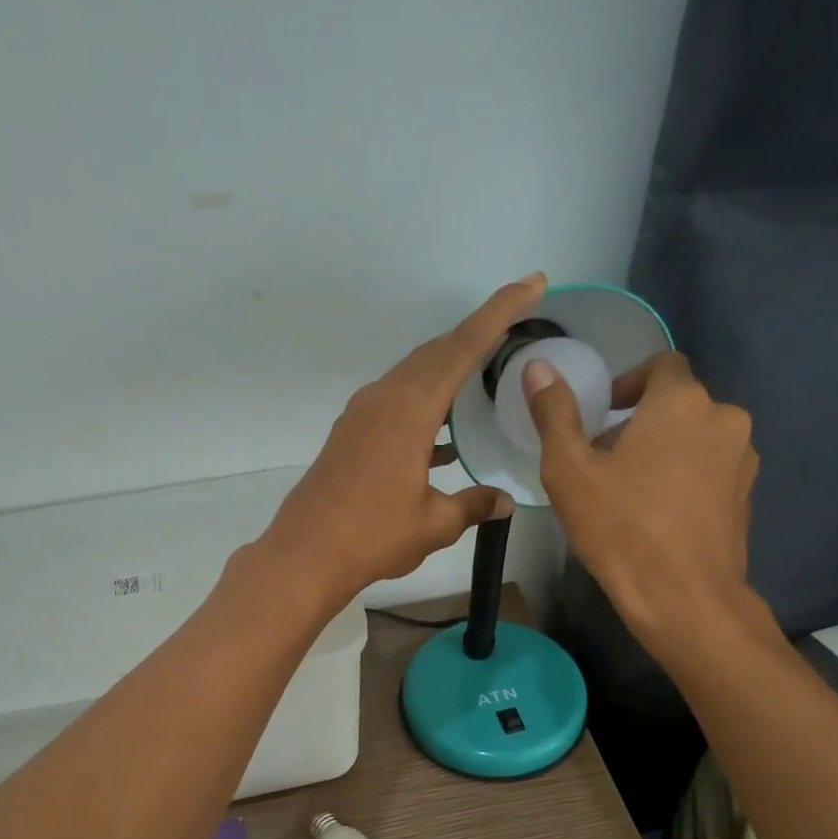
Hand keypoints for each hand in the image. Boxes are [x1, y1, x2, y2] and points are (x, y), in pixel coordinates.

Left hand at [259, 274, 545, 604]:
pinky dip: (424, 409)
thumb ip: (473, 505)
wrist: (305, 555)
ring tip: (481, 379)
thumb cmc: (372, 536)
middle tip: (513, 327)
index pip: (463, 346)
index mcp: (409, 409)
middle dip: (476, 335)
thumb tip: (504, 500)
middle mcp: (383, 400)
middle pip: (436, 353)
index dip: (500, 312)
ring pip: (412, 378)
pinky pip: (395, 405)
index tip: (532, 284)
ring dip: (447, 372)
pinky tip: (441, 440)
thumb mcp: (434, 523)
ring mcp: (361, 416)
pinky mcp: (349, 436)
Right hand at [524, 350, 763, 660]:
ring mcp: (742, 459)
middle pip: (676, 404)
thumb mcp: (569, 471)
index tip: (601, 417)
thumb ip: (555, 414)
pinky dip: (683, 479)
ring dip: (662, 452)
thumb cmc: (620, 528)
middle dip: (639, 424)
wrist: (684, 597)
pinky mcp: (747, 496)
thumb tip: (537, 366)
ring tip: (628, 493)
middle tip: (602, 463)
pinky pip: (709, 470)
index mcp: (682, 401)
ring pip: (694, 438)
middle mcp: (724, 417)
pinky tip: (656, 516)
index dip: (628, 384)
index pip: (660, 365)